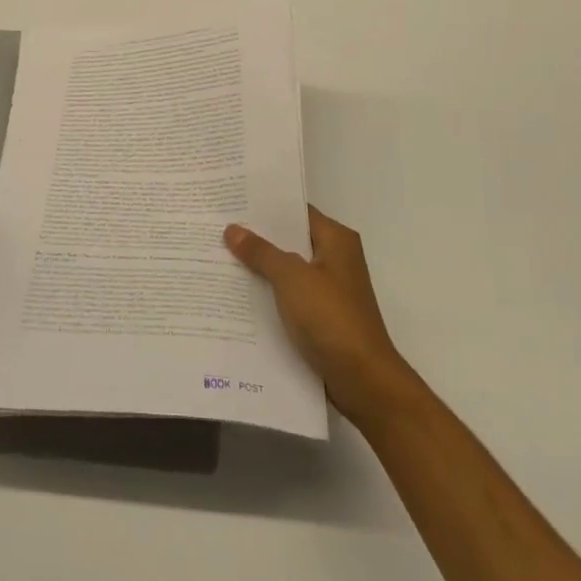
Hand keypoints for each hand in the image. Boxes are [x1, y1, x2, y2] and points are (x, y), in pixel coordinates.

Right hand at [225, 207, 414, 423]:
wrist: (363, 380)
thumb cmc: (331, 318)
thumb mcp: (291, 278)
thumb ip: (261, 252)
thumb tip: (232, 229)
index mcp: (336, 240)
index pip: (296, 211)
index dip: (265, 206)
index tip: (231, 200)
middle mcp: (335, 259)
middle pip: (290, 240)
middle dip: (256, 237)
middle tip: (216, 227)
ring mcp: (328, 290)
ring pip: (286, 270)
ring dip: (259, 268)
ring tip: (217, 256)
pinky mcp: (321, 317)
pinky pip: (288, 296)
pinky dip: (267, 294)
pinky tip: (235, 295)